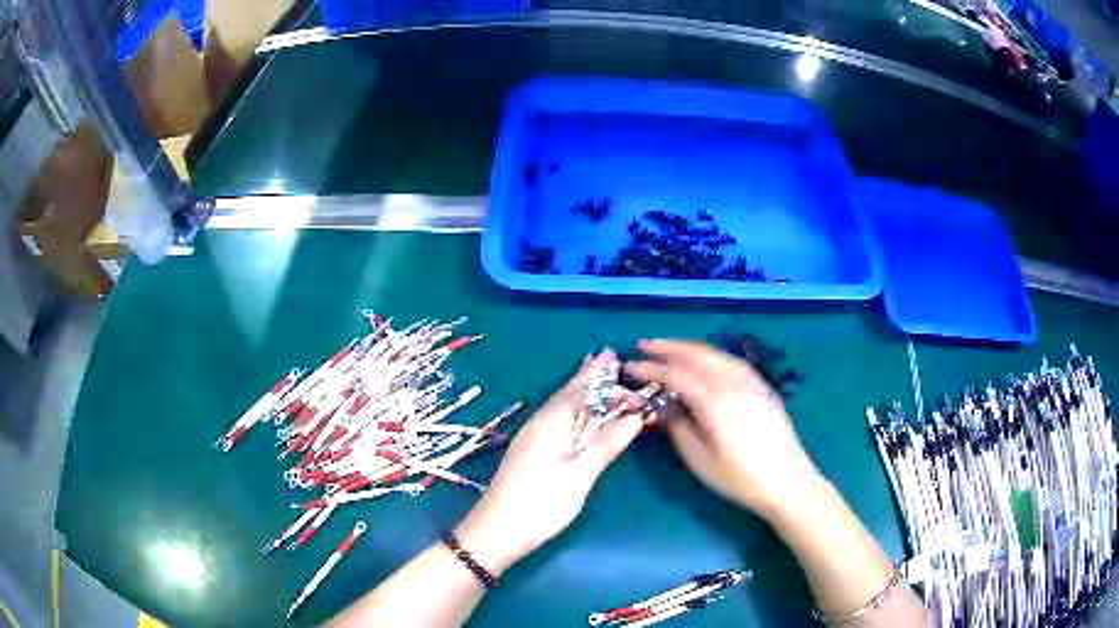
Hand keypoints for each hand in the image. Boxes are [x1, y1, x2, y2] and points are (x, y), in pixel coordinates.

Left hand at [455, 350, 643, 574]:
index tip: (625, 367)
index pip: (582, 390)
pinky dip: (573, 407)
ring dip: (581, 389)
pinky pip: (558, 418)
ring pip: (562, 405)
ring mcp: (533, 437)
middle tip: (609, 356)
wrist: (497, 531)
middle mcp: (540, 422)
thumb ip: (606, 444)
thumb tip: (635, 417)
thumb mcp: (580, 475)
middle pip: (569, 393)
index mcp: (552, 422)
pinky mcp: (531, 451)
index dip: (604, 379)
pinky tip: (578, 411)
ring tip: (596, 372)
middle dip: (589, 376)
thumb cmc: (541, 502)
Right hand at [626, 340, 822, 518]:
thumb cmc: (741, 477)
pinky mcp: (762, 387)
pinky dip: (711, 355)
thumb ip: (679, 429)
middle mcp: (733, 383)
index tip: (631, 366)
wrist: (788, 481)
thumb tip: (664, 408)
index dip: (651, 368)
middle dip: (669, 347)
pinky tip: (705, 361)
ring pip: (715, 354)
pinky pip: (730, 361)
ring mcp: (751, 382)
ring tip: (670, 349)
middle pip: (697, 355)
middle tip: (645, 345)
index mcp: (714, 401)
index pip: (676, 374)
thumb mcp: (701, 460)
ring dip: (689, 348)